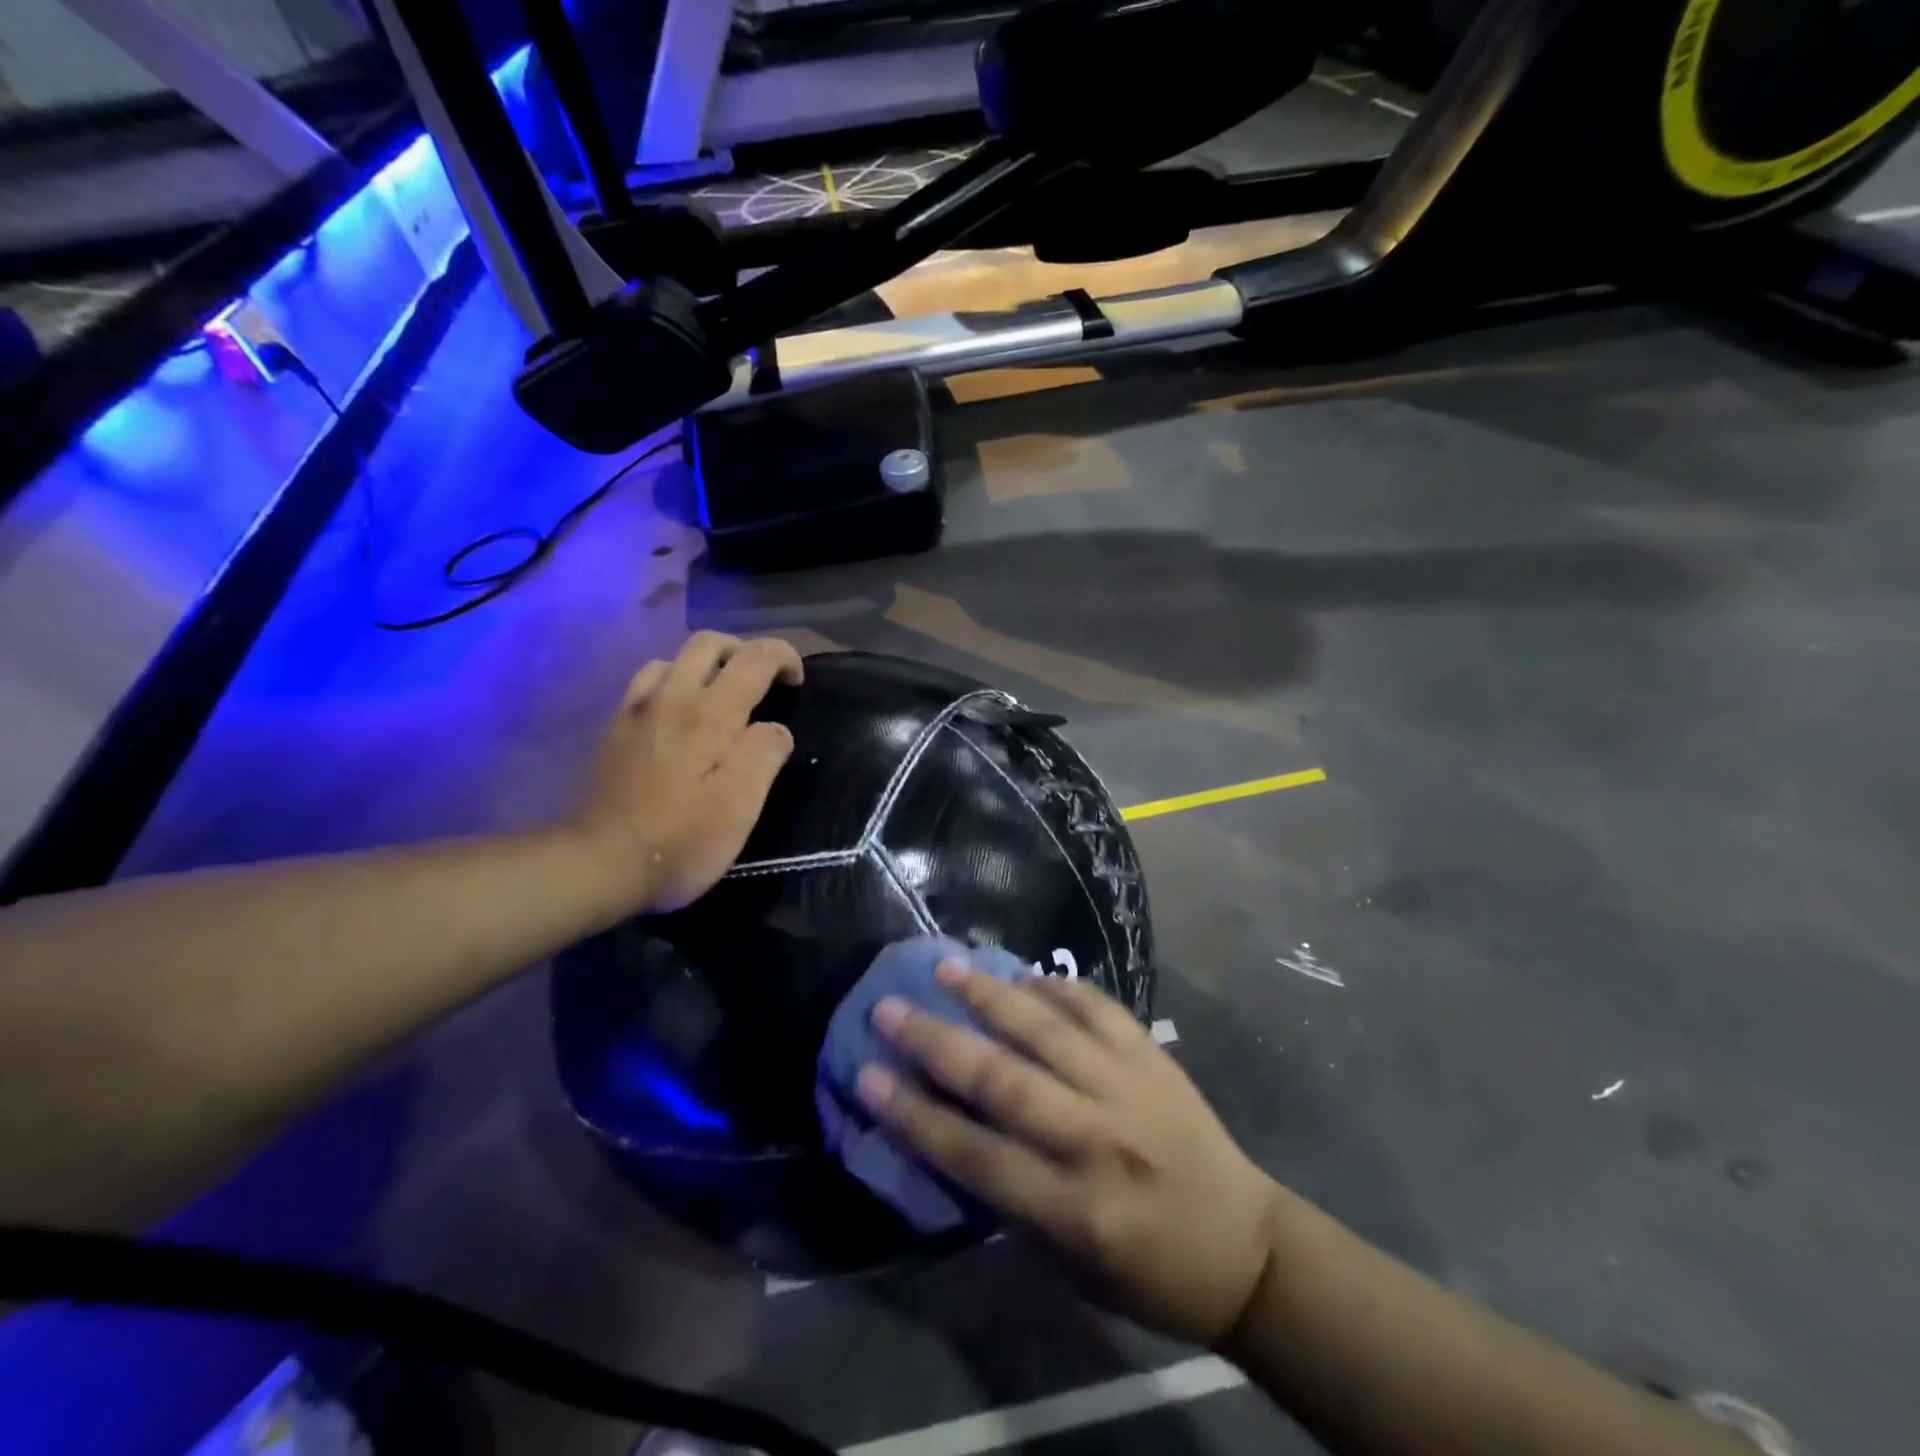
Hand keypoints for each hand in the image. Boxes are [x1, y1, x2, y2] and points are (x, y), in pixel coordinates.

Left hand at [568, 633, 802, 914]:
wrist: (599, 863)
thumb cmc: (682, 839)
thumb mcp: (740, 806)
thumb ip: (764, 755)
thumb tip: (775, 729)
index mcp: (710, 714)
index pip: (754, 657)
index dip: (783, 656)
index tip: (796, 681)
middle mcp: (671, 698)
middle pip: (708, 643)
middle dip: (742, 650)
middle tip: (761, 681)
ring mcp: (636, 711)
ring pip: (673, 659)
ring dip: (704, 666)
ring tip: (719, 697)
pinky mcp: (613, 730)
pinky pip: (646, 684)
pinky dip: (672, 684)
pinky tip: (677, 717)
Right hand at [859, 964, 1281, 1347]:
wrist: (1246, 1248)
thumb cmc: (1149, 1272)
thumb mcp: (1070, 1264)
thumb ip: (1013, 1198)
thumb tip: (955, 1128)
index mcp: (1072, 1209)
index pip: (974, 1154)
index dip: (913, 1115)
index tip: (866, 1076)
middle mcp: (1095, 1139)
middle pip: (1001, 1081)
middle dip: (936, 1042)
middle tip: (889, 1008)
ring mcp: (1127, 1088)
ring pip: (1046, 1030)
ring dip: (991, 996)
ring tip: (948, 968)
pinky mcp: (1153, 1057)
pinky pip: (1099, 1008)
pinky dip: (1059, 987)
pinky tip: (1025, 974)